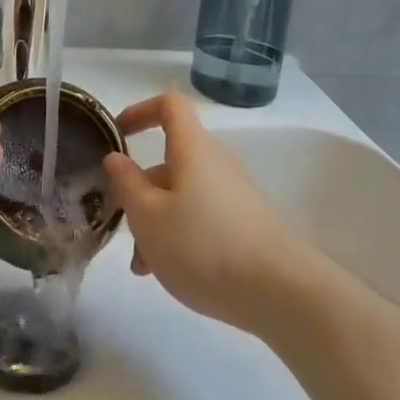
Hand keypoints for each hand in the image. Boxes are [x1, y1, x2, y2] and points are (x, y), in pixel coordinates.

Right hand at [102, 91, 326, 334]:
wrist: (283, 293)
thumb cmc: (204, 245)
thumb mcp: (148, 217)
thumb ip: (126, 183)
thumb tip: (116, 157)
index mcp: (192, 149)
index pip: (169, 105)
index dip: (140, 111)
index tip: (118, 135)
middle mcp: (215, 163)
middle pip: (170, 161)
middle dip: (140, 191)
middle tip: (123, 226)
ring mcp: (234, 195)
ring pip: (182, 196)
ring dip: (157, 222)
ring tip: (144, 268)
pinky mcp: (246, 225)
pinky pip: (202, 218)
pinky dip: (180, 236)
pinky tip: (171, 273)